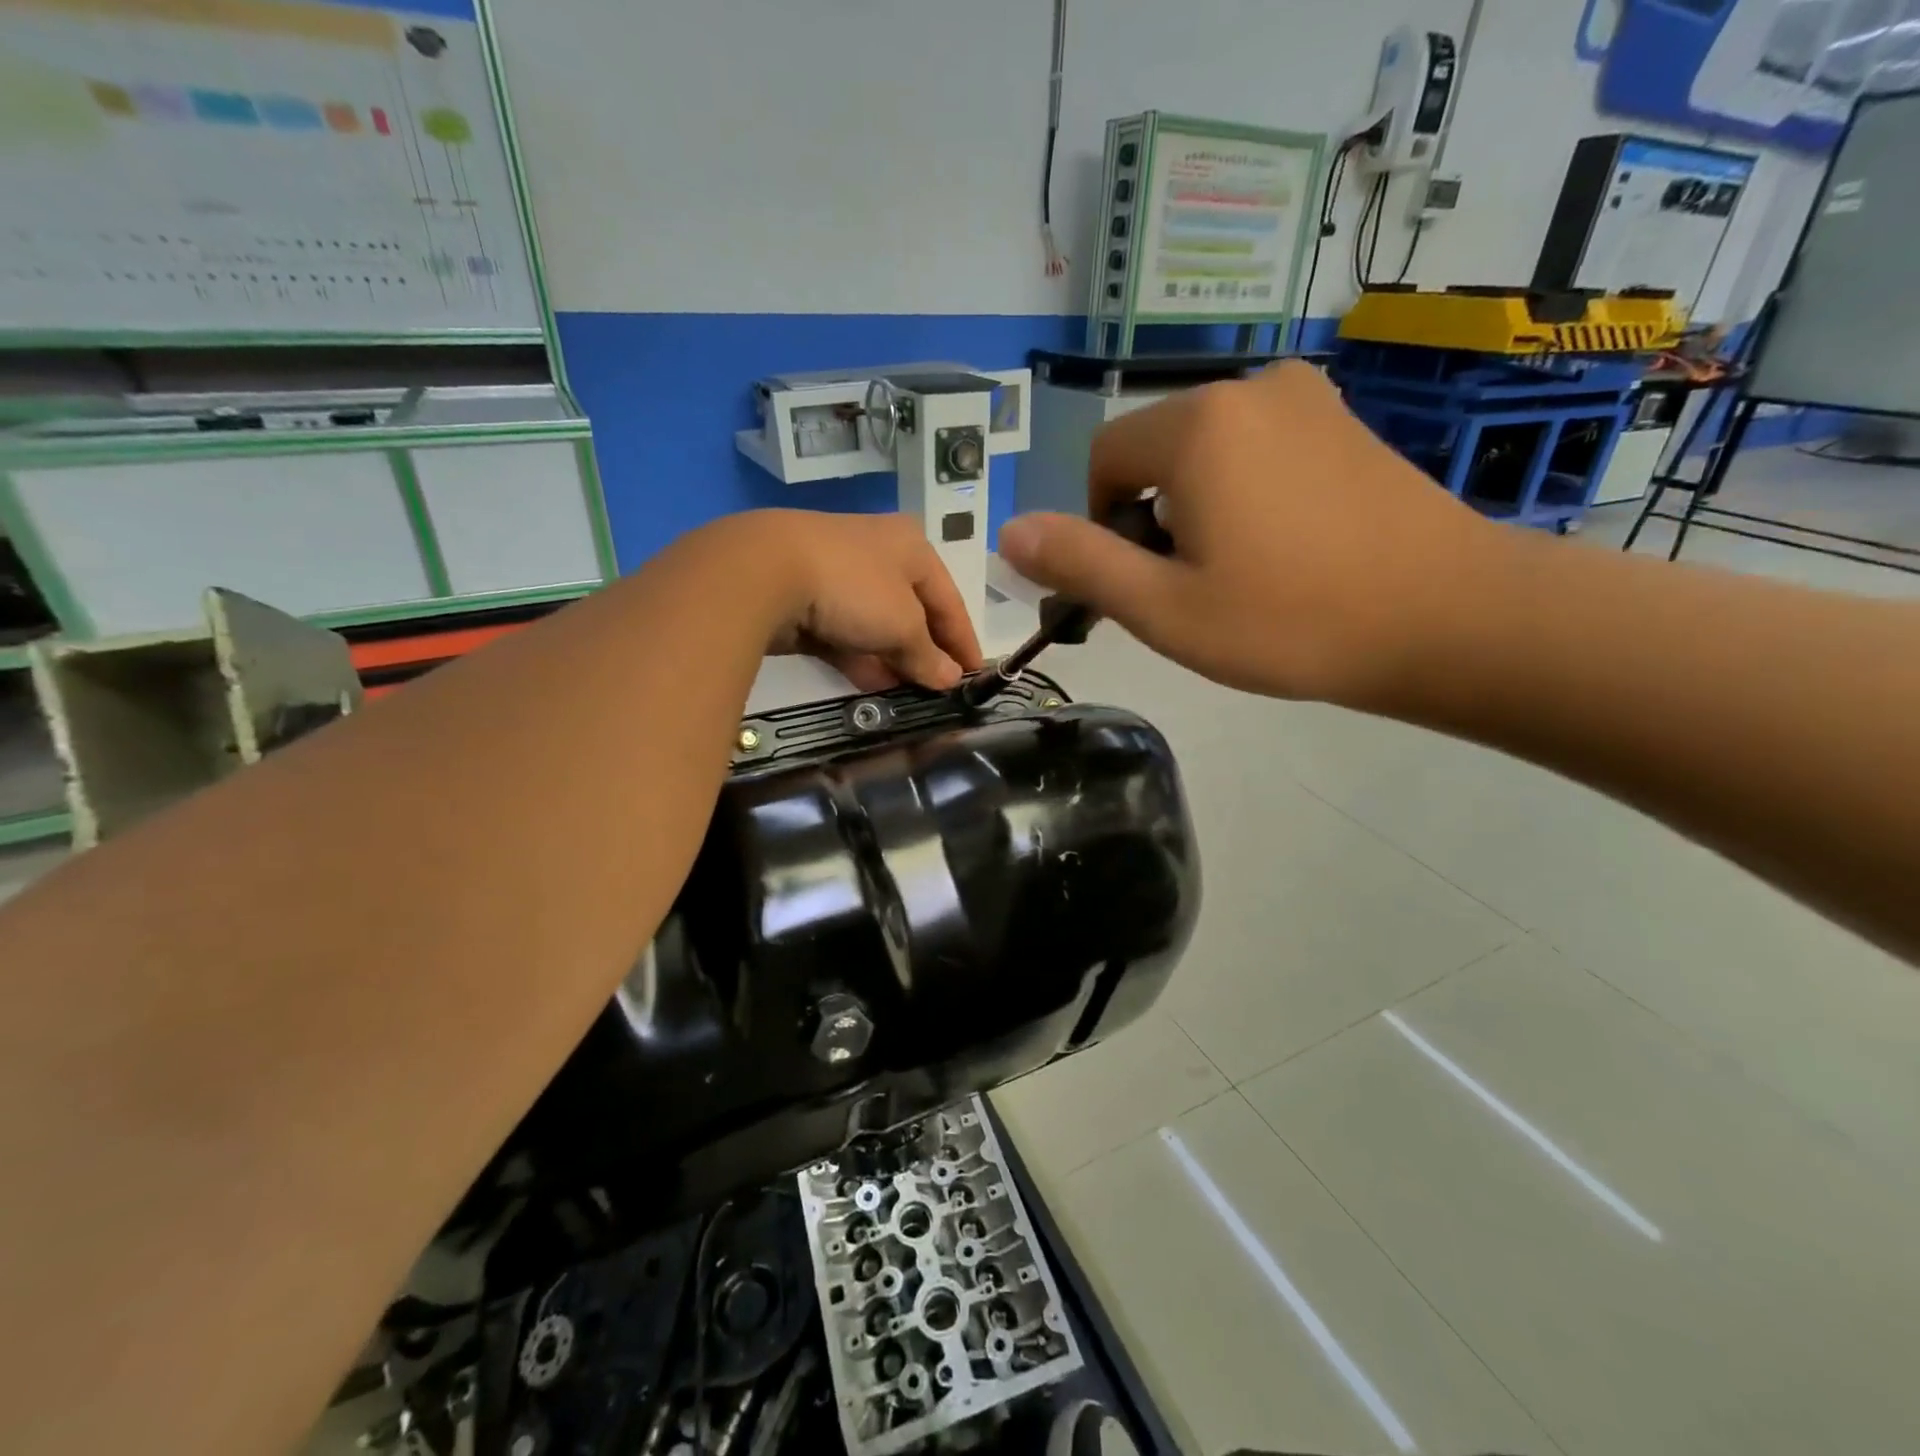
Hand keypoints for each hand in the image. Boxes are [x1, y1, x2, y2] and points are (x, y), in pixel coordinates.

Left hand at [753, 510, 984, 691]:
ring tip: (910, 697)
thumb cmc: (854, 587)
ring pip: (877, 626)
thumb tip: (951, 679)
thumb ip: (928, 655)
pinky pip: (846, 635)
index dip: (964, 640)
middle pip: (913, 612)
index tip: (977, 675)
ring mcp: (840, 577)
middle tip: (940, 691)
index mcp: (912, 547)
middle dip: (926, 653)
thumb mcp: (903, 625)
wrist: (765, 572)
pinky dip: (861, 659)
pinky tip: (873, 688)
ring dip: (893, 661)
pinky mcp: (808, 600)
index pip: (949, 599)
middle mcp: (879, 555)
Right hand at [996, 361, 1499, 706]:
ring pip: (1208, 451)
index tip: (1144, 580)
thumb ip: (1080, 564)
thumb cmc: (1292, 621)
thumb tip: (1009, 532)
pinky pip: (1260, 447)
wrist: (1449, 618)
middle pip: (1155, 450)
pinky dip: (1246, 492)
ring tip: (1243, 571)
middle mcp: (1248, 387)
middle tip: (1193, 587)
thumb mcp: (1165, 608)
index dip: (1102, 524)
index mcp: (1196, 425)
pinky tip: (1286, 546)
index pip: (1104, 459)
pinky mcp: (1344, 420)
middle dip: (1152, 516)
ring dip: (1199, 507)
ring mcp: (1306, 397)